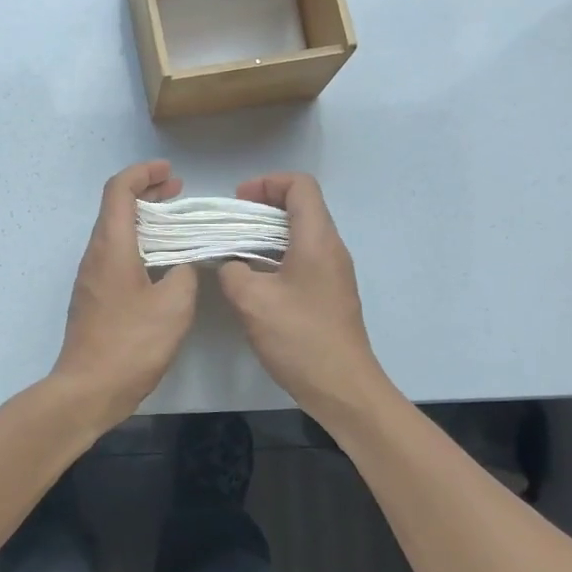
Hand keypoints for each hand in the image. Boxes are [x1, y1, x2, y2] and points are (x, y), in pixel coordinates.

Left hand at [52, 161, 197, 427]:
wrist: (88, 389)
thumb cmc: (131, 344)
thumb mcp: (174, 306)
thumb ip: (185, 275)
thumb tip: (182, 268)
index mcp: (112, 246)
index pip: (119, 190)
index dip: (143, 173)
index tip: (170, 172)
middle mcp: (95, 254)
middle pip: (116, 207)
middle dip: (146, 192)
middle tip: (177, 191)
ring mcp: (90, 277)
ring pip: (115, 232)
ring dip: (144, 220)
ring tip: (175, 224)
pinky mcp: (93, 297)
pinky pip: (115, 255)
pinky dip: (138, 244)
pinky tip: (161, 262)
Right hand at [218, 172, 388, 415]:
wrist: (342, 387)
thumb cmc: (299, 337)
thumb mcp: (251, 300)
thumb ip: (232, 270)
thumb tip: (230, 263)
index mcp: (317, 239)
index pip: (300, 186)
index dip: (267, 183)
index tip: (238, 202)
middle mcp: (331, 248)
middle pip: (300, 207)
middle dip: (261, 208)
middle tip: (229, 226)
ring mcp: (333, 272)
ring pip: (300, 235)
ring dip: (266, 235)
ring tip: (235, 252)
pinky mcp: (329, 294)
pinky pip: (303, 259)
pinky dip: (276, 257)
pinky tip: (253, 281)